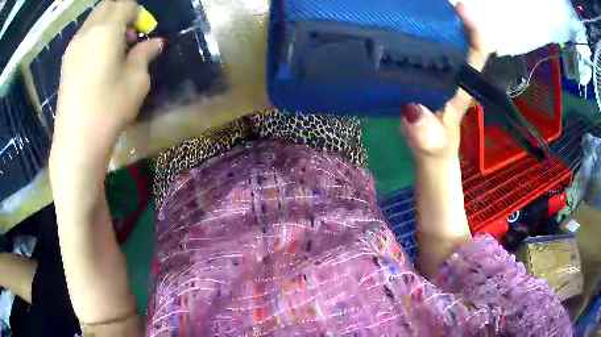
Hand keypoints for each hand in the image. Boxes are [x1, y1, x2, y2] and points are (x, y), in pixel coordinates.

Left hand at [55, 0, 162, 144]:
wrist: (76, 142)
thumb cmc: (108, 109)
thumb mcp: (137, 80)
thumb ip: (145, 54)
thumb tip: (154, 43)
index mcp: (106, 29)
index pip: (126, 5)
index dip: (138, 14)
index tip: (142, 33)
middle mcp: (87, 31)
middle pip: (108, 6)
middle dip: (122, 14)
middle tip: (128, 38)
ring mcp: (73, 47)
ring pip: (94, 20)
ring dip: (107, 25)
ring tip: (113, 51)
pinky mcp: (66, 62)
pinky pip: (84, 36)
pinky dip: (95, 37)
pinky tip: (98, 61)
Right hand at [399, 3, 488, 161]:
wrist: (427, 146)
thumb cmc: (435, 145)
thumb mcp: (432, 144)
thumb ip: (426, 134)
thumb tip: (412, 110)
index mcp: (464, 83)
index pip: (478, 51)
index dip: (475, 29)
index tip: (460, 8)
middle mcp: (454, 68)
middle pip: (457, 33)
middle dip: (445, 13)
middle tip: (421, 1)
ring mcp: (438, 66)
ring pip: (439, 35)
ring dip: (427, 18)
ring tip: (406, 6)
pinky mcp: (423, 67)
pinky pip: (420, 43)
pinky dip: (412, 30)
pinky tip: (395, 24)